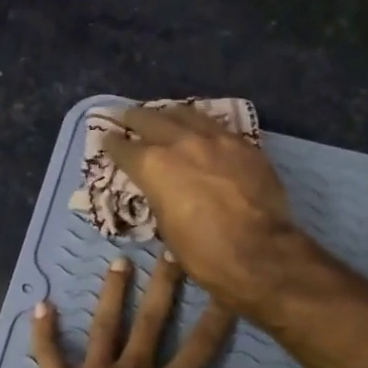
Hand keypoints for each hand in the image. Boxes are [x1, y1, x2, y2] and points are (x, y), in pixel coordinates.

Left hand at [25, 252, 268, 367]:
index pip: (201, 348)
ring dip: (112, 294)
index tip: (226, 287)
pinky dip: (43, 331)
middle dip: (164, 286)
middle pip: (153, 321)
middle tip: (170, 251)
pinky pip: (49, 353)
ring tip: (118, 262)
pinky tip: (40, 306)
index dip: (217, 318)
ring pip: (106, 325)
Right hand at [101, 104, 311, 316]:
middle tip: (126, 116)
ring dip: (169, 114)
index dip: (112, 144)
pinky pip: (216, 125)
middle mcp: (181, 143)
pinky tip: (201, 127)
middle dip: (134, 118)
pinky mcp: (244, 144)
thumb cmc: (205, 253)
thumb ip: (159, 199)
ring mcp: (216, 139)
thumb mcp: (167, 229)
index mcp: (154, 166)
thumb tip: (161, 192)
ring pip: (186, 114)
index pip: (124, 148)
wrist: (261, 253)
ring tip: (163, 114)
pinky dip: (202, 124)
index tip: (106, 140)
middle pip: (151, 120)